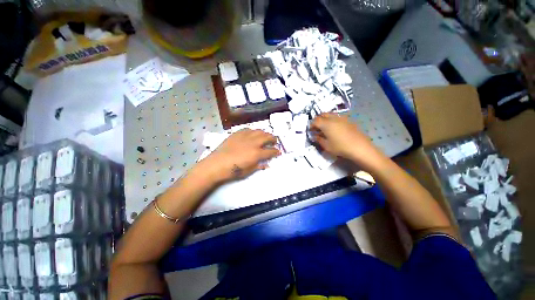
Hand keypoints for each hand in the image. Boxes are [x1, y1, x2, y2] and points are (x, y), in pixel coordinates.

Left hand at [196, 129, 280, 181]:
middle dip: (273, 139)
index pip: (271, 151)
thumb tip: (266, 164)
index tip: (279, 152)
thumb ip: (259, 166)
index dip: (276, 151)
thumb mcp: (248, 171)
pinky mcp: (237, 134)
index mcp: (256, 153)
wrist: (216, 164)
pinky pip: (248, 129)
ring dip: (264, 133)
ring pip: (258, 131)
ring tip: (265, 136)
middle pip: (267, 137)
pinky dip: (253, 131)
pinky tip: (253, 133)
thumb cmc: (233, 170)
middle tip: (274, 141)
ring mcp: (244, 136)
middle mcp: (253, 142)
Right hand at [310, 113, 385, 169]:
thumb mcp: (326, 146)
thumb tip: (315, 136)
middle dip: (318, 120)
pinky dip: (333, 120)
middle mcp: (333, 118)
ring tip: (325, 127)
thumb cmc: (340, 147)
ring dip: (325, 119)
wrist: (360, 147)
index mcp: (326, 124)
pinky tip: (335, 128)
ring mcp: (342, 118)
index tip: (310, 130)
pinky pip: (337, 117)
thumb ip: (319, 139)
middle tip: (316, 127)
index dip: (311, 125)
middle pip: (322, 115)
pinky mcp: (348, 120)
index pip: (315, 121)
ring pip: (330, 114)